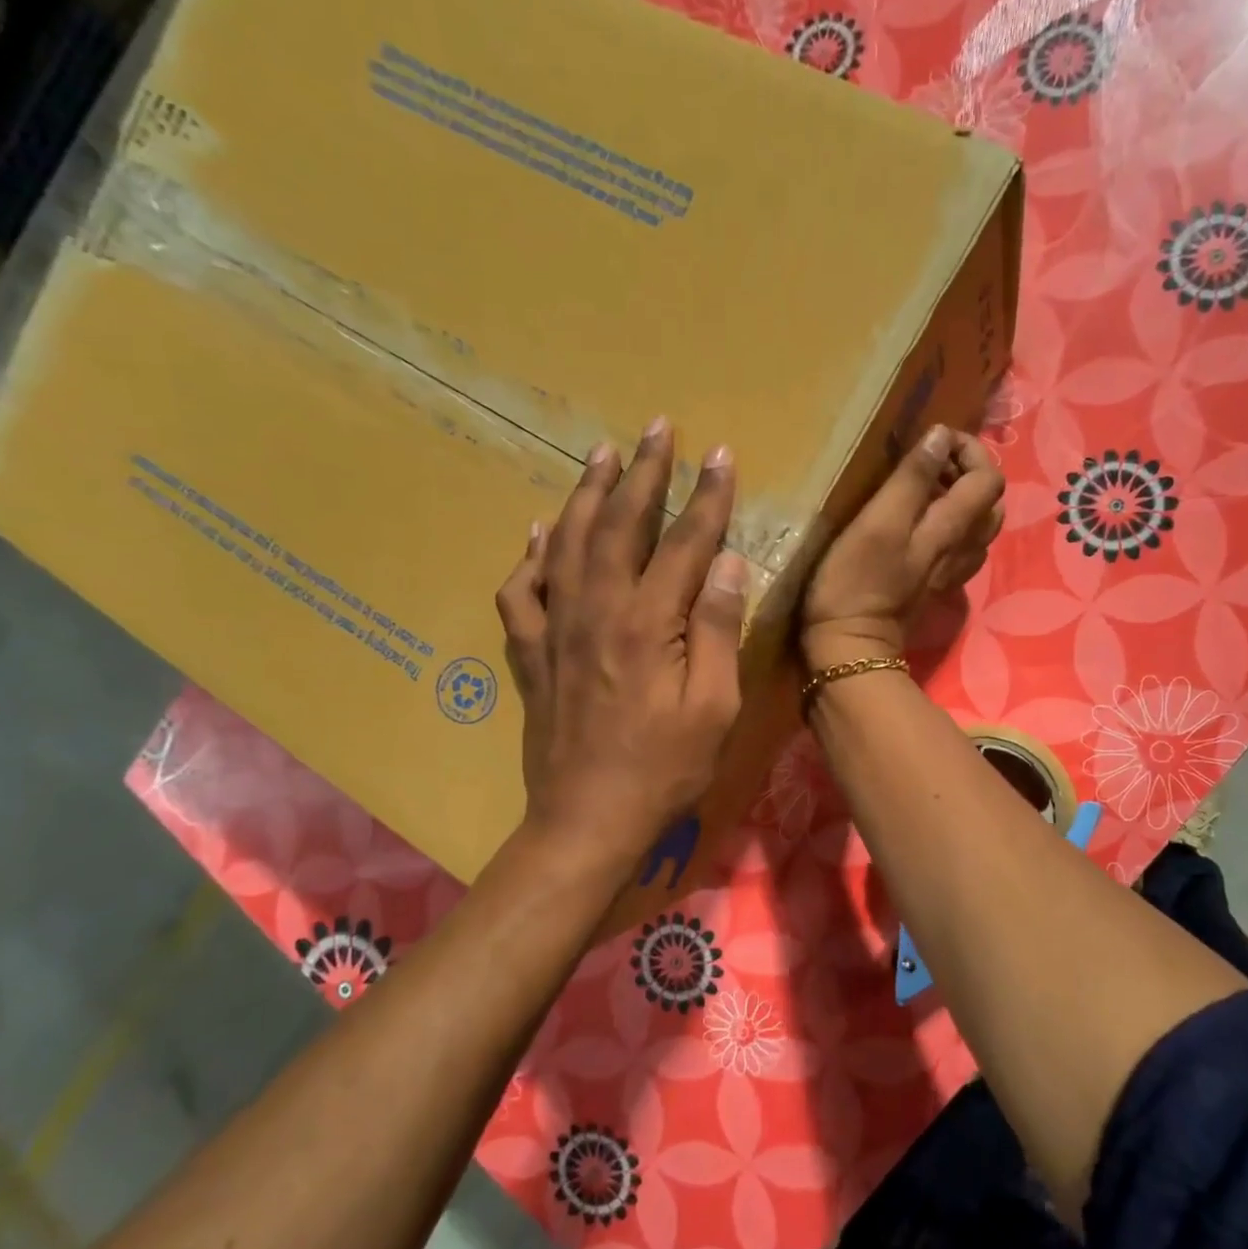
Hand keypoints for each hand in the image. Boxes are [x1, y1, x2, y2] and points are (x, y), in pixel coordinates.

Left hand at [495, 419, 746, 867]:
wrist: (588, 819)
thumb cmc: (665, 769)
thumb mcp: (714, 707)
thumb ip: (718, 630)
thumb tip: (727, 563)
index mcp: (648, 624)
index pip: (684, 543)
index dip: (705, 496)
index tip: (719, 454)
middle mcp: (596, 612)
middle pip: (618, 526)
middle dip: (641, 473)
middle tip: (654, 428)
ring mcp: (556, 631)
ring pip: (565, 544)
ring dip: (584, 494)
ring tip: (598, 455)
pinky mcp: (531, 656)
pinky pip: (520, 592)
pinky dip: (529, 556)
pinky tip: (538, 533)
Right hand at [801, 426, 1003, 669]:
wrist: (850, 646)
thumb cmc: (855, 582)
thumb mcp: (878, 523)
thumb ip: (912, 479)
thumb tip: (941, 437)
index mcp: (952, 527)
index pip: (988, 477)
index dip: (969, 450)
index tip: (934, 440)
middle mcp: (963, 548)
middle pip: (991, 501)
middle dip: (968, 471)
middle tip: (930, 462)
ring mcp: (951, 570)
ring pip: (979, 526)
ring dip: (961, 498)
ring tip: (926, 489)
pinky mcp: (935, 586)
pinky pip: (961, 547)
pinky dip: (952, 525)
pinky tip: (922, 525)